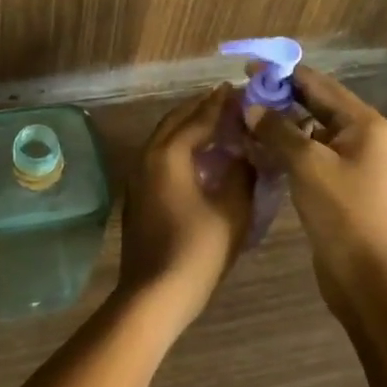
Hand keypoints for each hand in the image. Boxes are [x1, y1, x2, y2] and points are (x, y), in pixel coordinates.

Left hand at [118, 85, 252, 330]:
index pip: (198, 118)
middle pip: (175, 121)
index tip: (240, 90)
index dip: (221, 104)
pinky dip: (179, 146)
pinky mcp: (137, 194)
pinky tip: (199, 157)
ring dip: (188, 126)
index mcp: (169, 154)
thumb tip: (248, 154)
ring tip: (216, 124)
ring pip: (164, 138)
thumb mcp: (232, 211)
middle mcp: (148, 156)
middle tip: (228, 102)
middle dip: (201, 109)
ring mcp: (138, 176)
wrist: (153, 296)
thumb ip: (242, 175)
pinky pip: (159, 155)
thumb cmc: (196, 251)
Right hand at [251, 68, 386, 305]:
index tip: (248, 68)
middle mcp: (363, 134)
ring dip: (280, 121)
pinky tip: (259, 146)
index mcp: (365, 123)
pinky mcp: (339, 180)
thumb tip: (250, 106)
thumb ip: (277, 130)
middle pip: (316, 103)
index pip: (319, 84)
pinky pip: (310, 151)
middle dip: (280, 96)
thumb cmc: (341, 213)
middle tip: (242, 92)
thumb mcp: (307, 164)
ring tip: (245, 116)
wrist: (365, 276)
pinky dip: (286, 145)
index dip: (283, 74)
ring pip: (310, 128)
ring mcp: (353, 158)